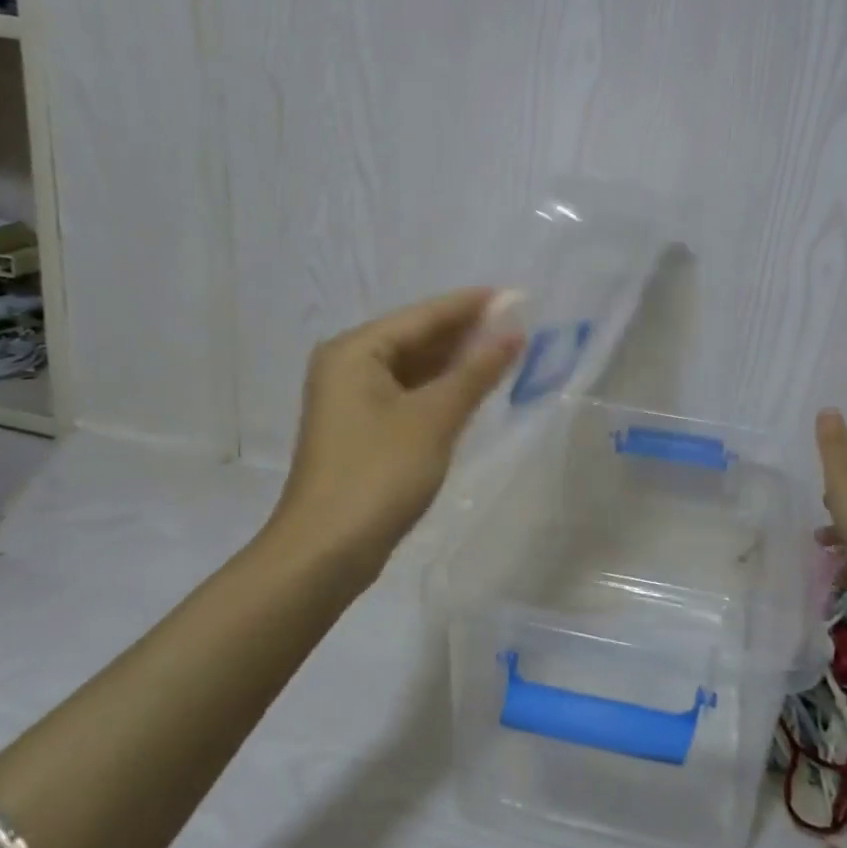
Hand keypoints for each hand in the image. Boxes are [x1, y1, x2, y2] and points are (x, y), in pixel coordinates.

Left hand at [263, 288, 522, 585]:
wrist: (326, 551)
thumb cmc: (379, 473)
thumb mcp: (435, 417)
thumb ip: (476, 371)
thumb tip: (514, 332)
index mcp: (356, 350)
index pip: (424, 315)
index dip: (471, 305)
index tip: (516, 296)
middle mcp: (349, 365)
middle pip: (417, 337)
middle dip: (467, 332)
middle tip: (520, 325)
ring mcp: (353, 400)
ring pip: (415, 368)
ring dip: (457, 362)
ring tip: (506, 352)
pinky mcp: (363, 430)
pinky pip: (409, 394)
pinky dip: (441, 389)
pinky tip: (474, 389)